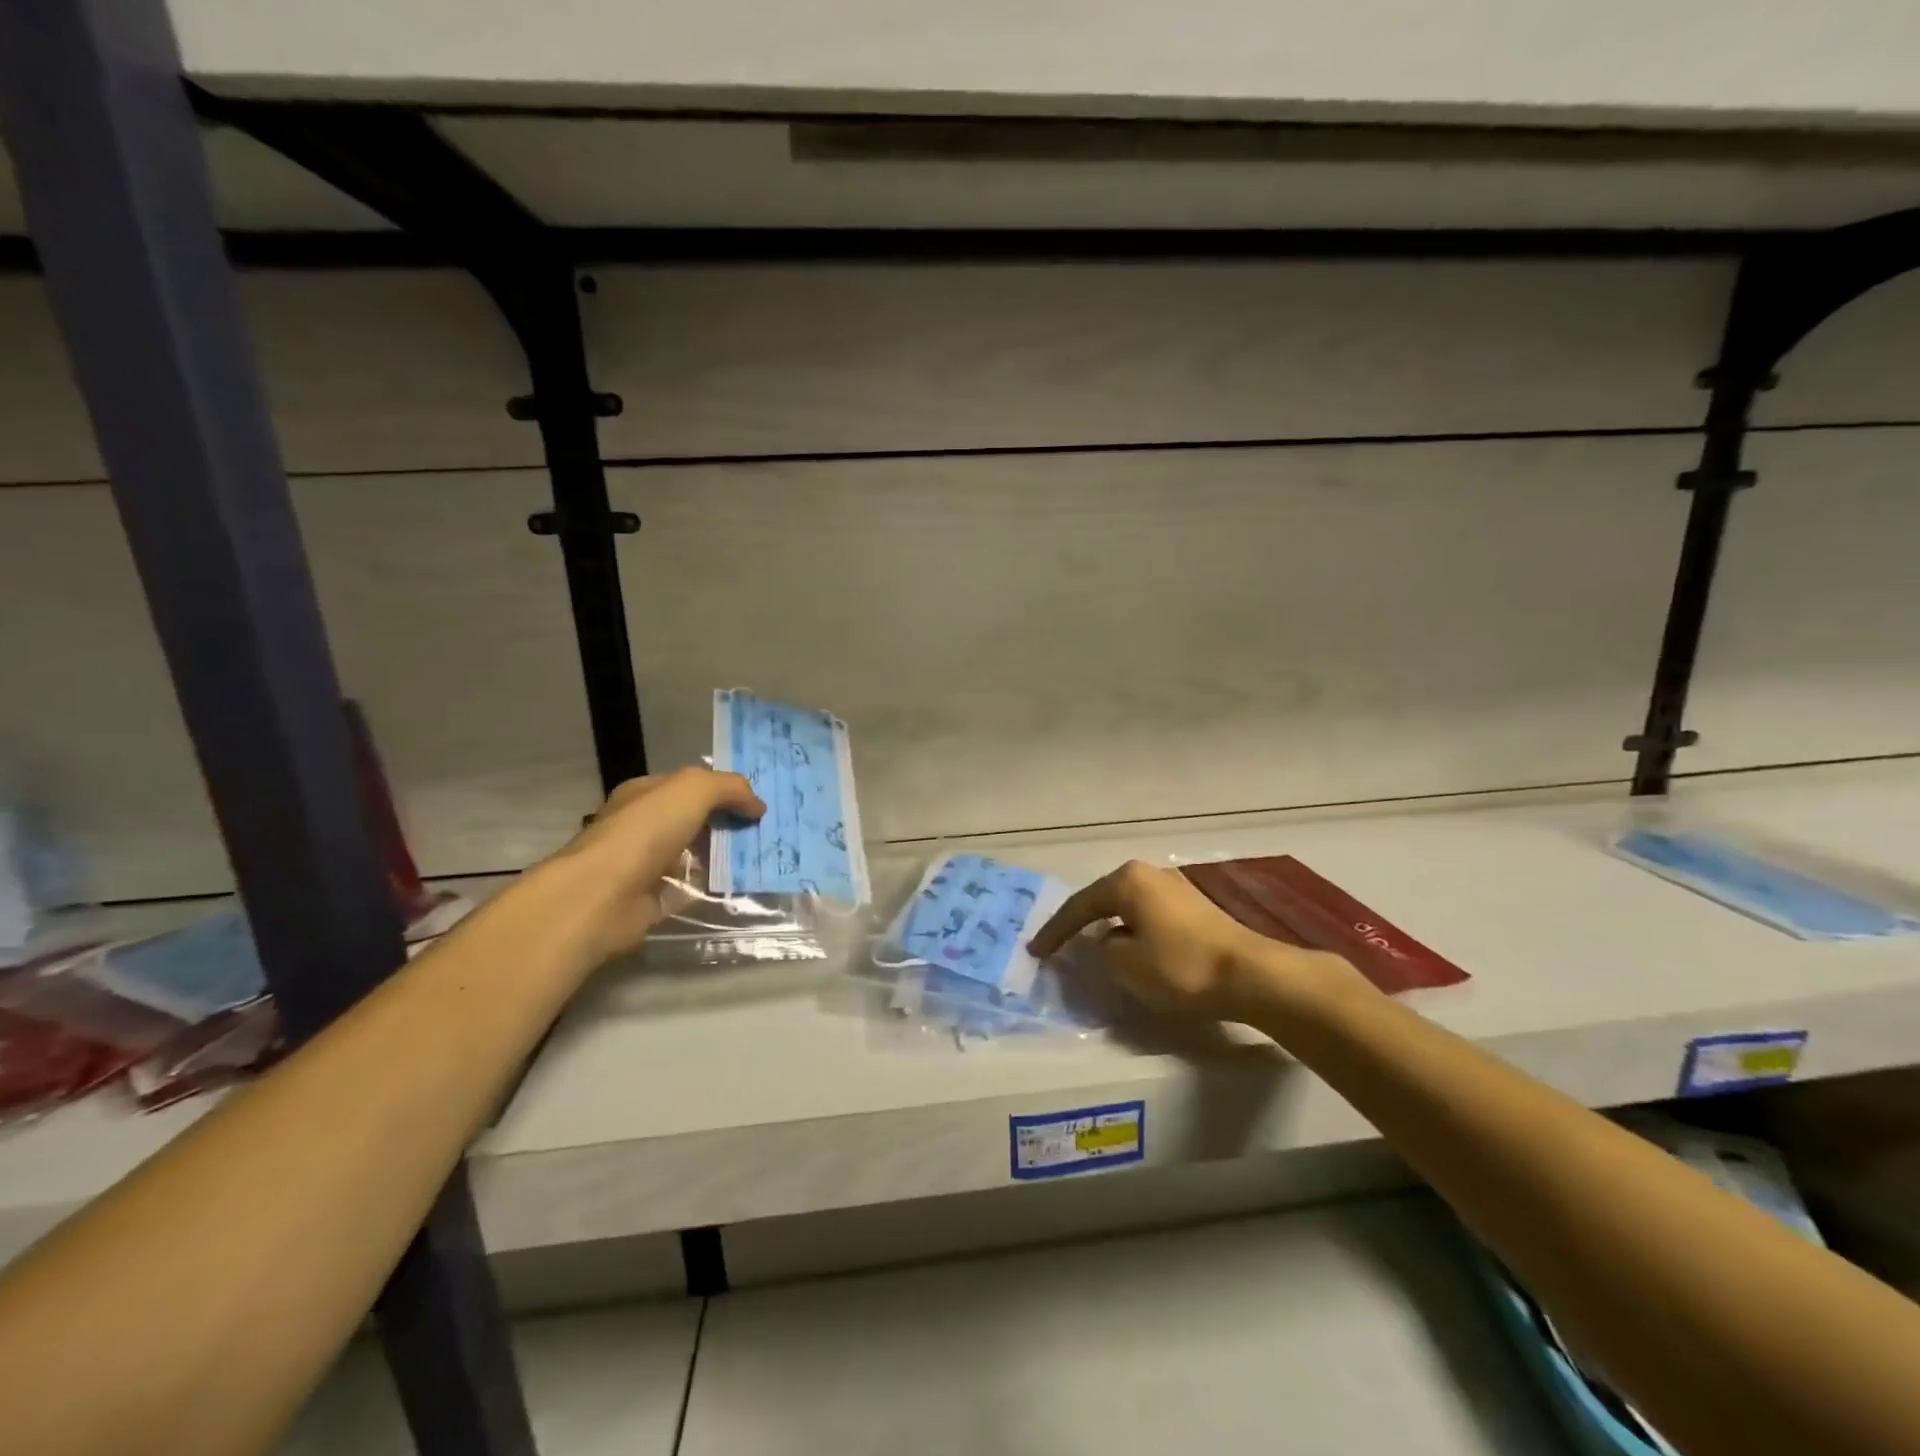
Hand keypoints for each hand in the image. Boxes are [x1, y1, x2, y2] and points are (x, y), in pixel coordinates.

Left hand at [547, 767, 764, 961]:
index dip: (723, 790)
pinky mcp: (653, 900)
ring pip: (696, 856)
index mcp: (646, 794)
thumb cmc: (644, 833)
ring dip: (726, 858)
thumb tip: (758, 806)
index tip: (757, 803)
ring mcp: (647, 865)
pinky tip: (742, 887)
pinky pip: (692, 890)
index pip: (690, 786)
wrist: (600, 897)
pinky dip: (714, 889)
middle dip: (729, 824)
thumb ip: (729, 789)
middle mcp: (644, 826)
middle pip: (695, 821)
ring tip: (764, 859)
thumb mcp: (693, 790)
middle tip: (768, 831)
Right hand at [1028, 860, 1366, 1023]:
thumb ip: (1103, 950)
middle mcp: (1148, 874)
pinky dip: (1132, 931)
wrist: (1249, 975)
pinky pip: (1148, 916)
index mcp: (1127, 880)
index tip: (1035, 951)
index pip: (1079, 906)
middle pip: (1103, 899)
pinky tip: (1130, 948)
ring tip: (1090, 948)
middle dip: (1080, 923)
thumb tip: (1106, 942)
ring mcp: (1174, 888)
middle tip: (1058, 945)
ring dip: (1108, 927)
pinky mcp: (1193, 908)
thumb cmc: (1180, 966)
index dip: (1054, 931)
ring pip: (1127, 907)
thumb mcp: (1126, 964)